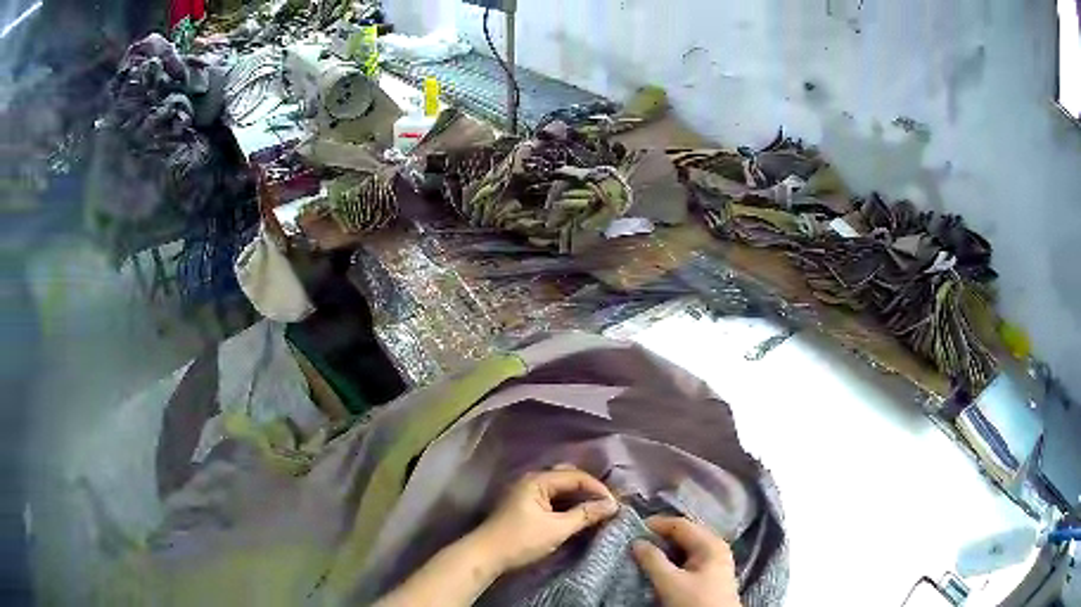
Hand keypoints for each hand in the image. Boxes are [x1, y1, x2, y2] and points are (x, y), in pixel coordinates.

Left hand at [470, 465, 618, 573]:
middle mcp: (532, 480)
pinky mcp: (526, 505)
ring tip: (598, 510)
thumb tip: (611, 506)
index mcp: (537, 480)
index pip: (576, 476)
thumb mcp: (557, 529)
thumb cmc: (520, 540)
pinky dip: (568, 504)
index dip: (598, 489)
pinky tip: (579, 515)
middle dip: (589, 490)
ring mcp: (527, 492)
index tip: (614, 505)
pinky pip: (553, 498)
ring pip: (561, 489)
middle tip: (608, 505)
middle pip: (568, 478)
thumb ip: (585, 515)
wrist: (485, 556)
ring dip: (579, 498)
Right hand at [632, 516, 742, 606]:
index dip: (656, 524)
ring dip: (665, 550)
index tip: (632, 529)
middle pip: (685, 534)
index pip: (681, 524)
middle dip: (660, 537)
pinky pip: (689, 559)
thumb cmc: (695, 602)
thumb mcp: (670, 583)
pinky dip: (673, 560)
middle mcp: (715, 547)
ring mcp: (715, 561)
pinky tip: (661, 567)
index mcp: (710, 543)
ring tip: (644, 554)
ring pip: (686, 548)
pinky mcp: (711, 575)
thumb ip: (653, 560)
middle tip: (636, 542)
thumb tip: (637, 542)